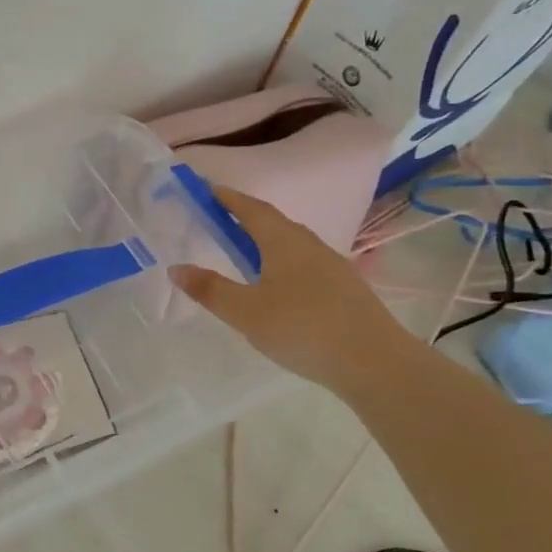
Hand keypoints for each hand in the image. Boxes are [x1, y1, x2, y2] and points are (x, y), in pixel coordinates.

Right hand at [170, 184, 411, 394]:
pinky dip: (282, 263)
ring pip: (292, 244)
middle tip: (220, 220)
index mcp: (284, 242)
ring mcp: (332, 267)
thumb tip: (176, 268)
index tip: (208, 190)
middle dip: (246, 218)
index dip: (229, 199)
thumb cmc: (302, 328)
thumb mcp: (246, 312)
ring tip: (245, 252)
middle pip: (274, 223)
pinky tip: (278, 286)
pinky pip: (305, 264)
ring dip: (266, 241)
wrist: (374, 362)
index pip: (252, 209)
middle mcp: (310, 245)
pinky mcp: (344, 290)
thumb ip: (210, 290)